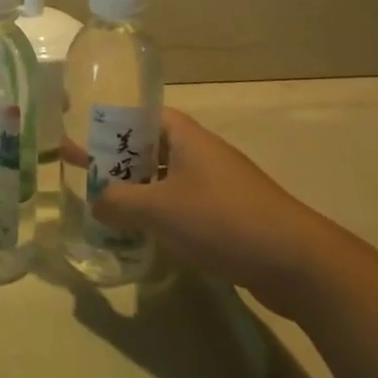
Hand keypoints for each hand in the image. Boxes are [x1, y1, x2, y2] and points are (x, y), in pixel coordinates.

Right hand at [90, 107, 343, 317]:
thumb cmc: (221, 219)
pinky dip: (160, 212)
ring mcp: (217, 182)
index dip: (108, 121)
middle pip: (149, 146)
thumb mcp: (158, 209)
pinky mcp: (229, 214)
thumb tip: (95, 202)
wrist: (297, 263)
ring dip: (137, 188)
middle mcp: (200, 151)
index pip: (138, 114)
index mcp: (184, 135)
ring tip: (106, 203)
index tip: (80, 130)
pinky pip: (183, 204)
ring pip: (165, 178)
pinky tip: (144, 232)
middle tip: (83, 169)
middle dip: (116, 158)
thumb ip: (118, 202)